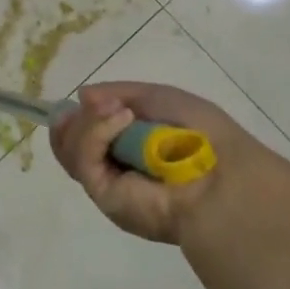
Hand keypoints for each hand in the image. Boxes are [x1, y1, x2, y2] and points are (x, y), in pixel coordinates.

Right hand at [52, 81, 273, 244]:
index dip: (79, 116)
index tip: (85, 99)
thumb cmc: (197, 133)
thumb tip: (81, 95)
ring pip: (70, 147)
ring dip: (89, 120)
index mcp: (129, 148)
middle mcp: (114, 168)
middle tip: (97, 104)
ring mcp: (106, 183)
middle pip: (68, 141)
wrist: (221, 175)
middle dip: (77, 119)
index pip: (84, 134)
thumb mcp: (157, 97)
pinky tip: (123, 119)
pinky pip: (84, 157)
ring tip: (120, 111)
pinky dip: (97, 131)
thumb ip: (117, 93)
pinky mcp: (102, 195)